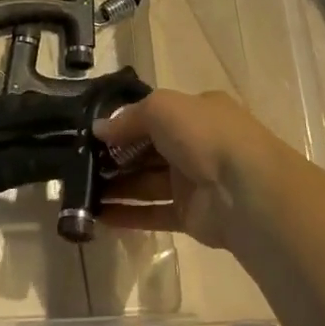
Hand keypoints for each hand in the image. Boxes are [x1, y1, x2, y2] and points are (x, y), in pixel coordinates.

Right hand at [93, 89, 290, 250]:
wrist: (246, 191)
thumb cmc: (204, 136)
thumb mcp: (161, 108)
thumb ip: (128, 118)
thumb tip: (98, 130)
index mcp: (197, 112)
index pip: (155, 114)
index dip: (124, 123)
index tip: (92, 134)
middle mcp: (197, 144)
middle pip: (148, 150)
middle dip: (115, 157)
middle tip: (78, 164)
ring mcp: (194, 181)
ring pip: (147, 182)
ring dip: (116, 187)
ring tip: (81, 192)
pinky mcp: (191, 215)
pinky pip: (153, 213)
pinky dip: (128, 215)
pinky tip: (98, 217)